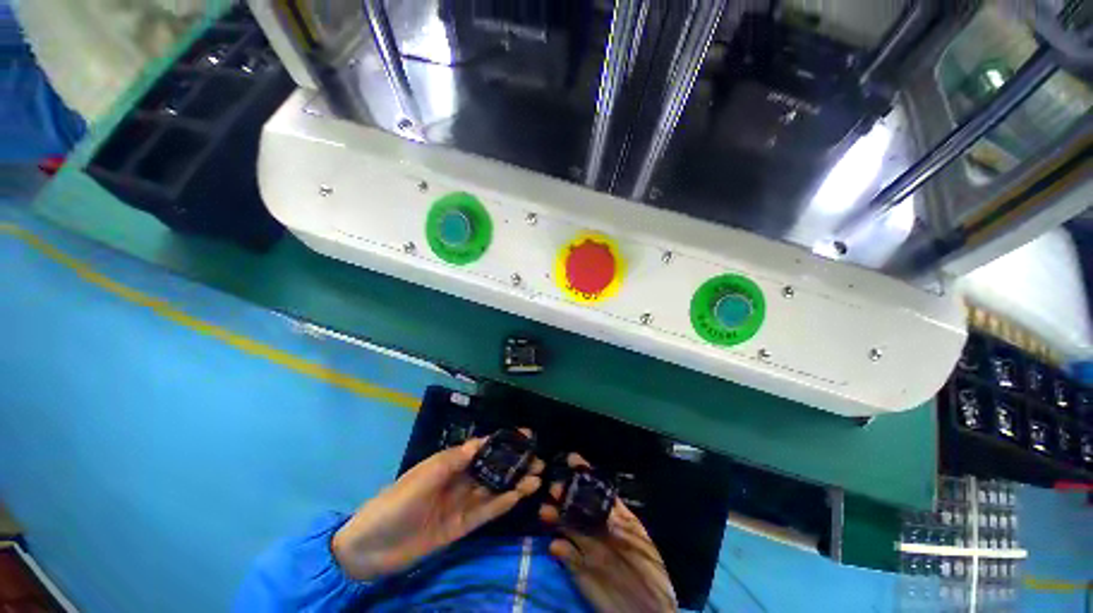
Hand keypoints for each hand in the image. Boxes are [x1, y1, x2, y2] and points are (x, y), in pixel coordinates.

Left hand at [333, 432, 543, 580]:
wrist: (370, 548)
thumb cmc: (396, 502)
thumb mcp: (424, 476)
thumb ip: (454, 460)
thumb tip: (481, 442)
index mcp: (450, 463)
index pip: (482, 447)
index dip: (504, 440)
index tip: (526, 435)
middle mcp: (460, 480)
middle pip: (493, 468)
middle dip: (515, 462)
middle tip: (539, 460)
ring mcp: (462, 504)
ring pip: (494, 489)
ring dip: (515, 483)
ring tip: (537, 478)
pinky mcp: (461, 526)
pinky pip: (486, 512)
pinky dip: (503, 504)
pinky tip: (519, 496)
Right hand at [539, 454, 676, 612]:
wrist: (648, 610)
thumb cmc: (649, 571)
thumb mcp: (639, 538)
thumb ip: (621, 517)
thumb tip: (604, 497)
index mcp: (613, 516)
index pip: (595, 489)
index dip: (584, 473)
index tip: (572, 458)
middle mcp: (597, 527)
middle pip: (576, 504)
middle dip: (564, 493)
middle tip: (554, 488)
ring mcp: (586, 547)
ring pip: (566, 525)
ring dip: (554, 517)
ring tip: (545, 512)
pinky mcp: (579, 569)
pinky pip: (565, 555)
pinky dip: (559, 549)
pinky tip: (555, 546)